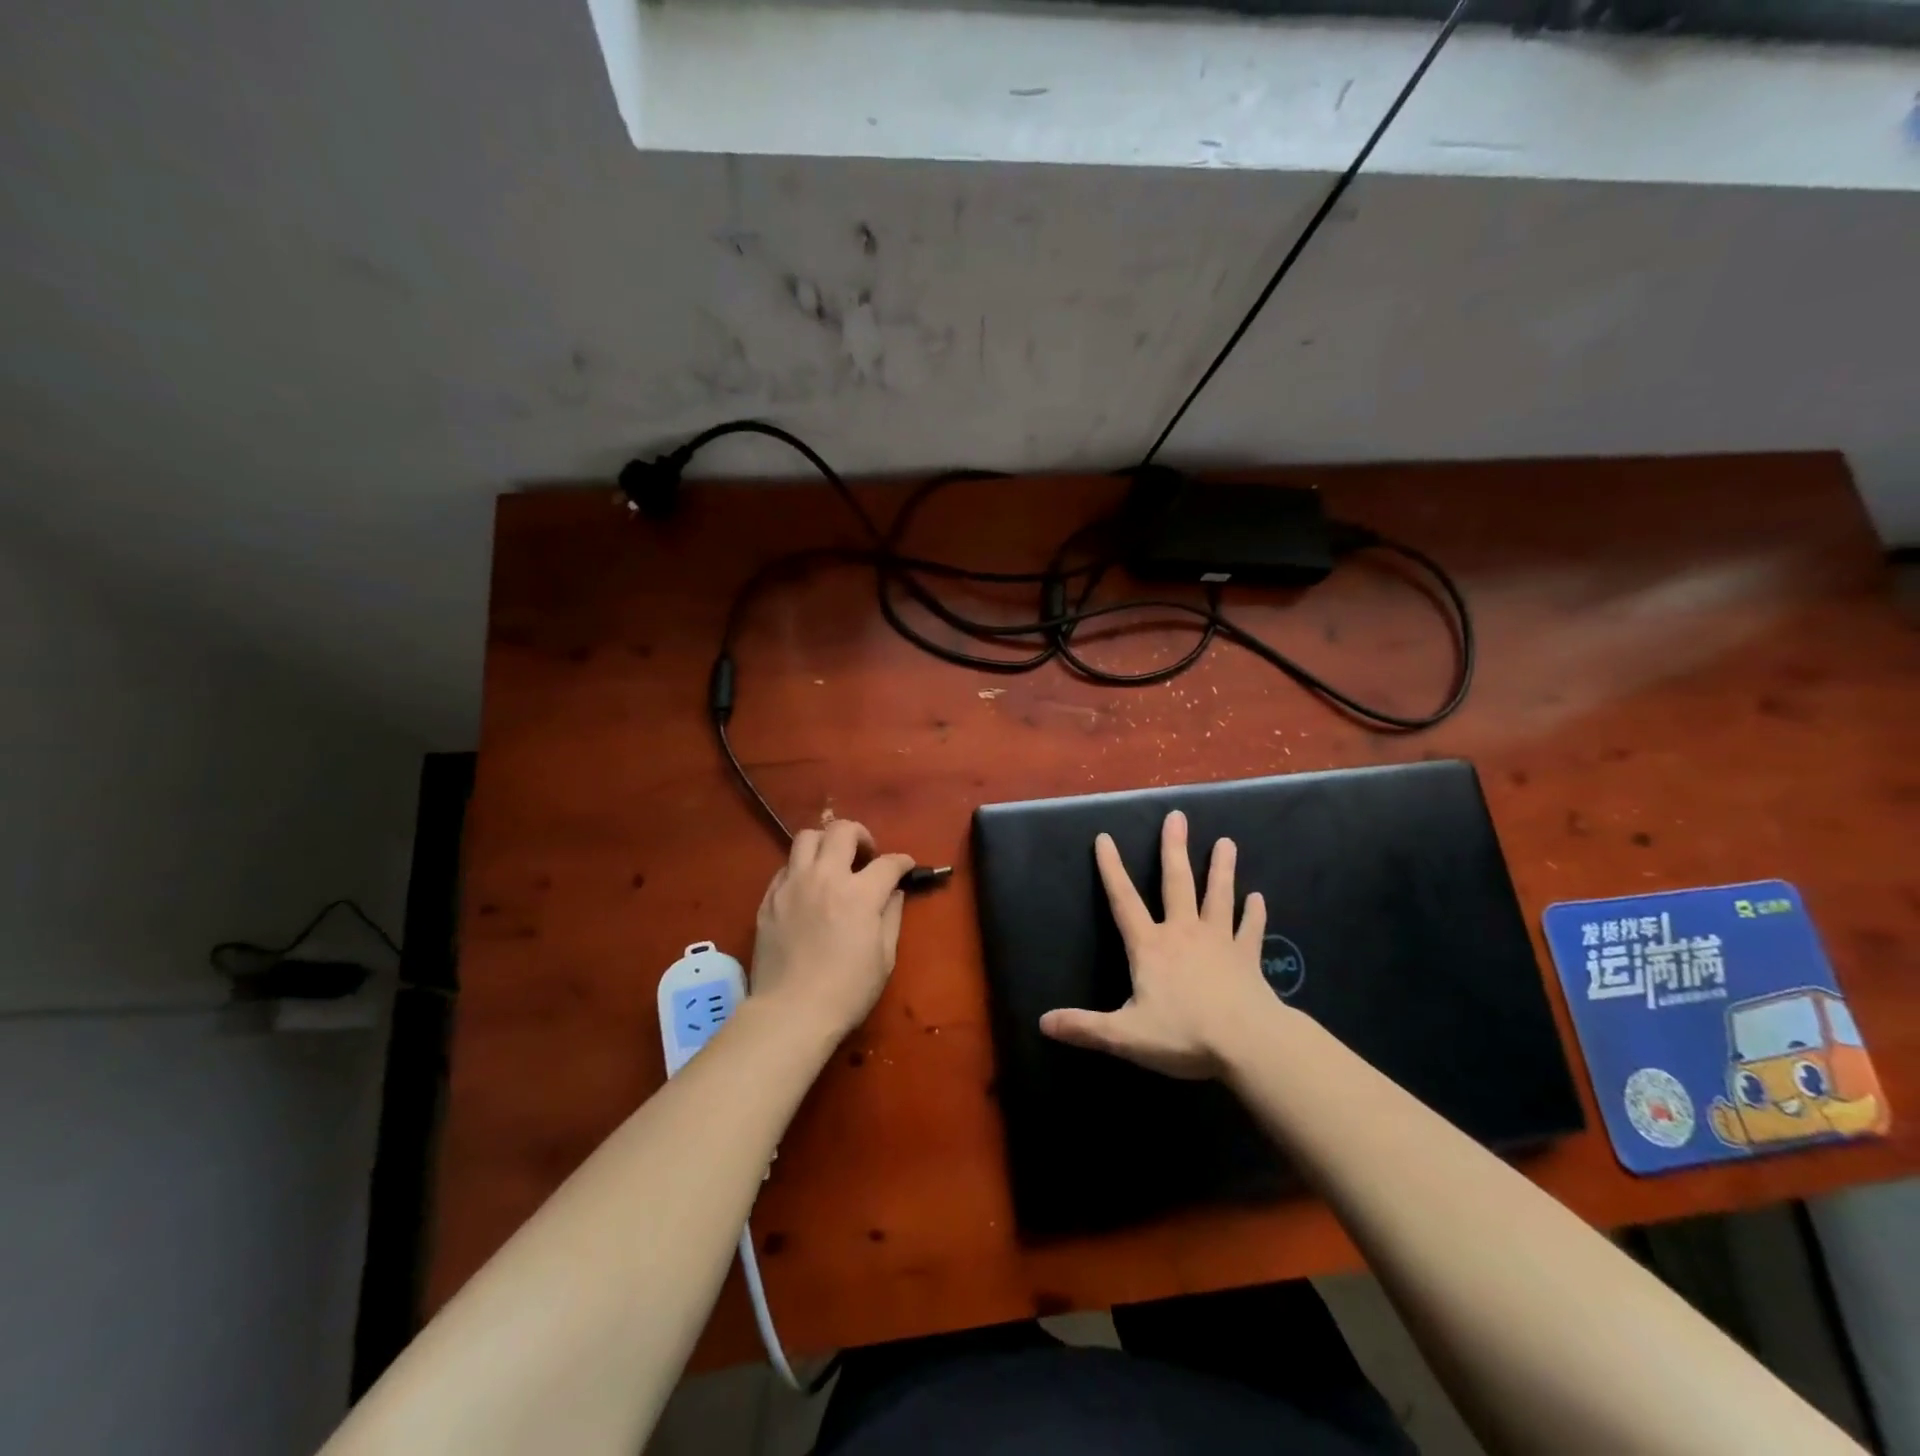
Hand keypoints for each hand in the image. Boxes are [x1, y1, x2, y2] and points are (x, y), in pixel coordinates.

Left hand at [751, 819, 914, 1041]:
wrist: (791, 1013)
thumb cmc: (847, 991)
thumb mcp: (884, 957)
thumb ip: (892, 916)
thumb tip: (894, 893)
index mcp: (859, 893)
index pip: (888, 862)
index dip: (903, 862)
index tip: (906, 867)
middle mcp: (825, 877)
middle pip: (842, 830)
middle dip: (861, 835)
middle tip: (866, 856)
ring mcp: (792, 885)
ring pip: (806, 837)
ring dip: (826, 843)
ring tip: (833, 862)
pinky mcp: (769, 898)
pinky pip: (786, 867)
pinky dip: (801, 868)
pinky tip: (808, 888)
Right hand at [1039, 810, 1275, 1079]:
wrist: (1249, 1044)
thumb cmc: (1184, 1034)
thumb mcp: (1125, 1035)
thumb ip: (1084, 1027)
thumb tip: (1043, 1022)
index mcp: (1150, 946)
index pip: (1124, 900)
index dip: (1111, 869)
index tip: (1104, 838)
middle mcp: (1183, 933)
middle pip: (1177, 883)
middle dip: (1173, 849)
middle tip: (1177, 816)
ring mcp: (1219, 942)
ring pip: (1218, 896)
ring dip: (1221, 869)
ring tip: (1226, 842)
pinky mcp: (1248, 958)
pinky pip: (1250, 930)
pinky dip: (1254, 914)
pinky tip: (1258, 898)